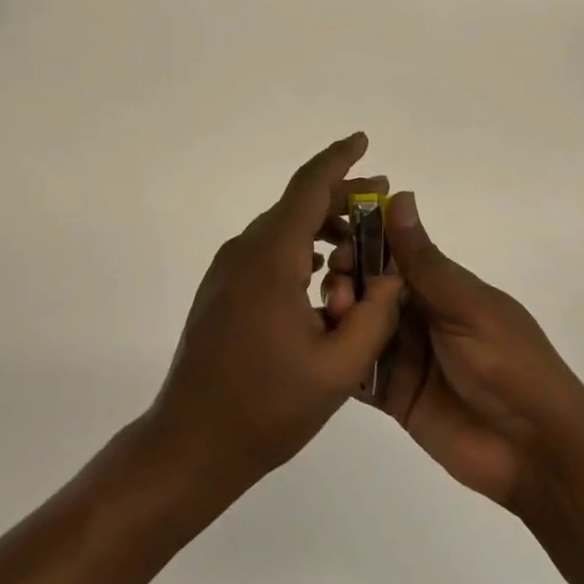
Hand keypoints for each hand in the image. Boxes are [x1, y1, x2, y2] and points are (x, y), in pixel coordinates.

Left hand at [145, 133, 402, 494]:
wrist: (190, 442)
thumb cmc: (266, 408)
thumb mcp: (338, 369)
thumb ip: (375, 316)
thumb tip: (392, 275)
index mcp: (271, 257)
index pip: (309, 187)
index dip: (338, 159)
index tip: (363, 141)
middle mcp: (245, 249)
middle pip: (298, 205)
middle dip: (342, 199)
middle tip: (381, 203)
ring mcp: (228, 268)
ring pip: (283, 229)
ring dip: (322, 230)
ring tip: (360, 252)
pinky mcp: (221, 288)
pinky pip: (267, 252)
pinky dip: (300, 251)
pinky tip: (323, 281)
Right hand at [323, 191, 583, 512]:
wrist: (537, 453)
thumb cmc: (510, 364)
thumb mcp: (467, 307)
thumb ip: (425, 261)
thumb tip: (400, 195)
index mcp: (440, 287)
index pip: (392, 253)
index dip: (363, 242)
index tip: (337, 240)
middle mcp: (418, 314)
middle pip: (370, 287)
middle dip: (348, 279)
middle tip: (335, 285)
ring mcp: (404, 355)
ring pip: (360, 324)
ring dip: (341, 315)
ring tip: (334, 317)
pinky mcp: (394, 395)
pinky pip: (358, 370)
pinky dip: (339, 357)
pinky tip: (321, 350)